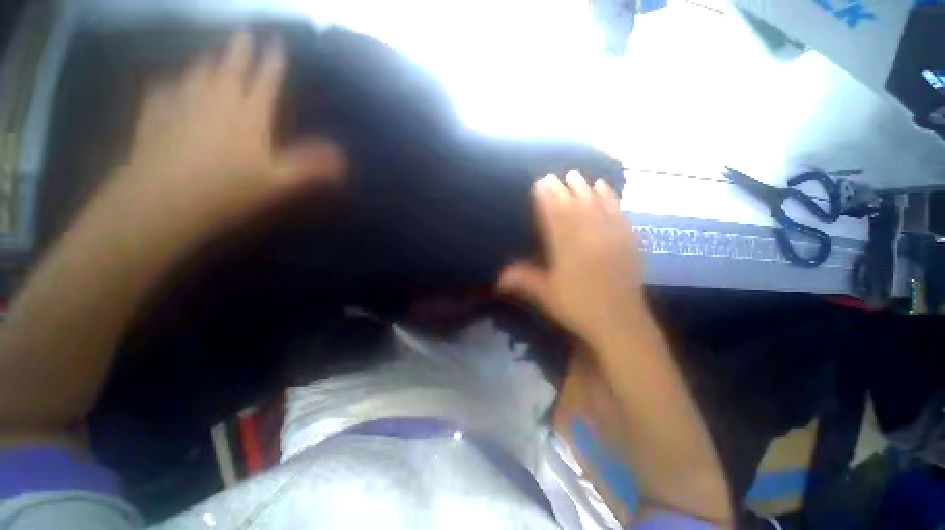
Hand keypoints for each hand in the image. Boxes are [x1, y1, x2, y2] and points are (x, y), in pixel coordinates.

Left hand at [124, 32, 344, 222]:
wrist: (163, 199)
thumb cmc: (228, 189)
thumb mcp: (279, 182)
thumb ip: (311, 166)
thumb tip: (343, 159)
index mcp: (250, 114)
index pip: (266, 80)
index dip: (273, 60)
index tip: (277, 41)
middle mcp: (216, 99)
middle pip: (230, 66)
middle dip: (240, 48)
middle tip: (244, 32)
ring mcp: (182, 102)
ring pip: (197, 72)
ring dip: (208, 60)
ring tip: (213, 54)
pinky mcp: (155, 113)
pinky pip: (165, 88)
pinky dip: (173, 82)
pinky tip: (172, 82)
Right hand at [498, 171, 642, 343]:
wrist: (619, 322)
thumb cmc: (577, 307)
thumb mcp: (545, 295)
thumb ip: (523, 280)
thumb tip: (498, 277)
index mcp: (566, 248)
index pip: (554, 217)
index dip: (546, 199)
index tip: (540, 183)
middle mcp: (588, 237)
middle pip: (574, 207)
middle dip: (562, 189)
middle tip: (554, 175)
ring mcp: (610, 237)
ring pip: (595, 205)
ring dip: (584, 188)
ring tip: (576, 174)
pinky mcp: (626, 241)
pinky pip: (617, 213)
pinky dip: (610, 198)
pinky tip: (604, 187)